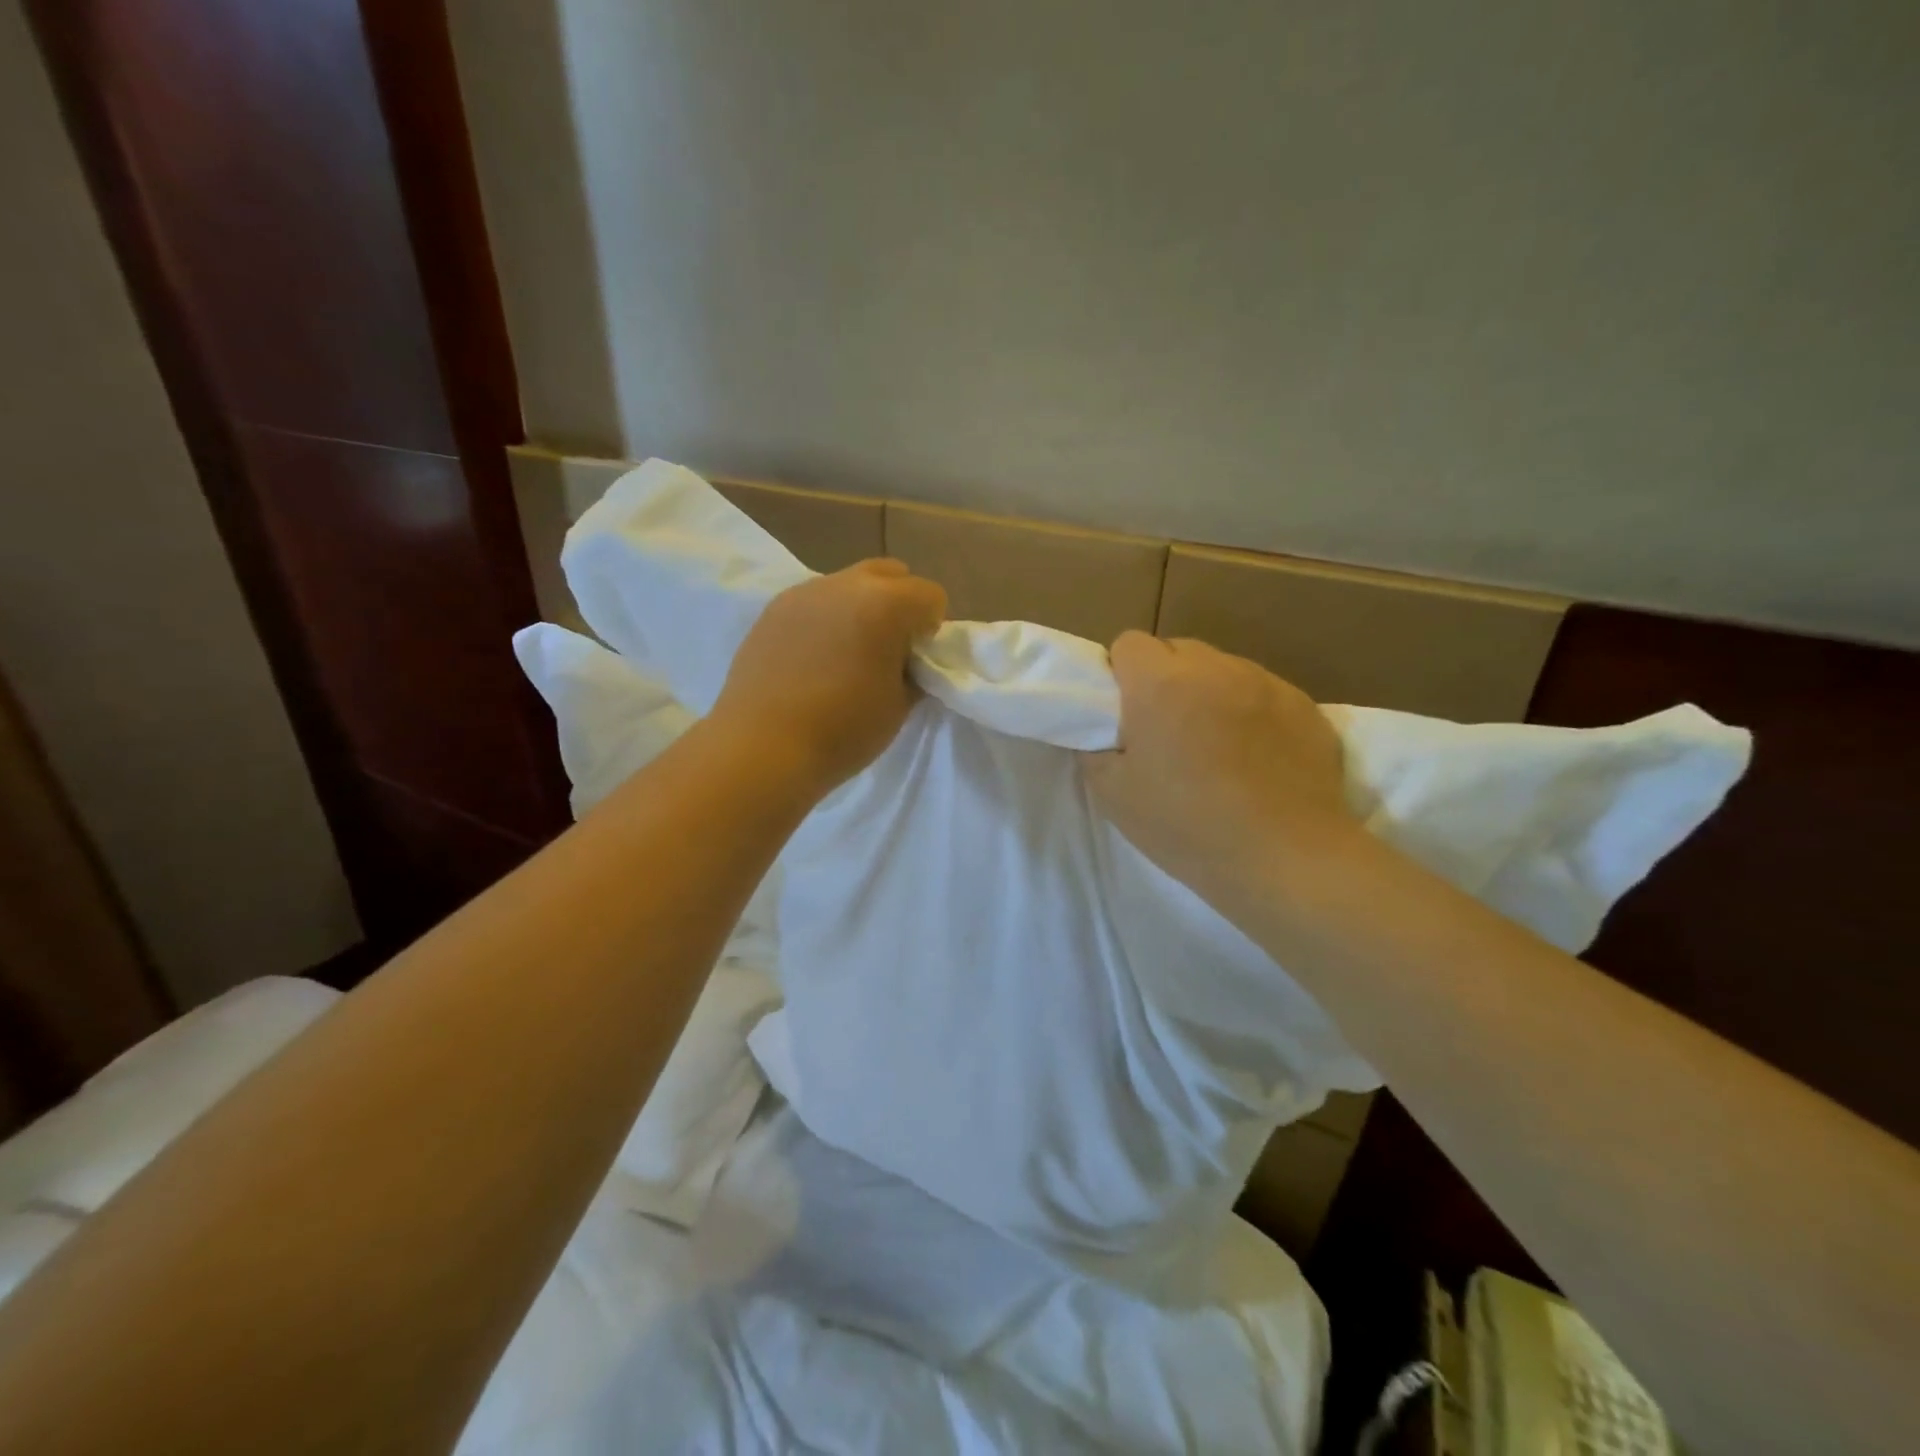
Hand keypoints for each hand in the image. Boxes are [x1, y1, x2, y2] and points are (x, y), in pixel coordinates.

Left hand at [712, 560, 947, 795]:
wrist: (762, 747)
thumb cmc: (842, 730)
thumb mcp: (899, 705)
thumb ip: (912, 669)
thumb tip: (906, 658)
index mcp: (885, 604)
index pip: (930, 595)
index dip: (932, 628)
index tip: (916, 660)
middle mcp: (845, 584)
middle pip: (891, 574)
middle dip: (900, 603)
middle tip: (888, 648)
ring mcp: (804, 592)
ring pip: (849, 583)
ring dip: (861, 607)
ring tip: (847, 652)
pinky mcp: (773, 608)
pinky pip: (815, 600)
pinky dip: (827, 618)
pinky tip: (814, 658)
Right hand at [1084, 632, 1353, 906]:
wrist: (1286, 858)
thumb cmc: (1188, 826)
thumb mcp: (1113, 796)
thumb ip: (1095, 749)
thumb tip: (1102, 731)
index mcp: (1160, 683)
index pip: (1129, 643)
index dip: (1121, 674)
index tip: (1125, 714)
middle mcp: (1214, 668)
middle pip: (1177, 650)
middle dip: (1164, 679)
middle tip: (1165, 731)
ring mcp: (1265, 683)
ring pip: (1222, 670)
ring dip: (1209, 693)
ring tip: (1216, 746)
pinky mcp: (1305, 705)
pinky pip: (1263, 693)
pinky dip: (1251, 713)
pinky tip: (1257, 759)